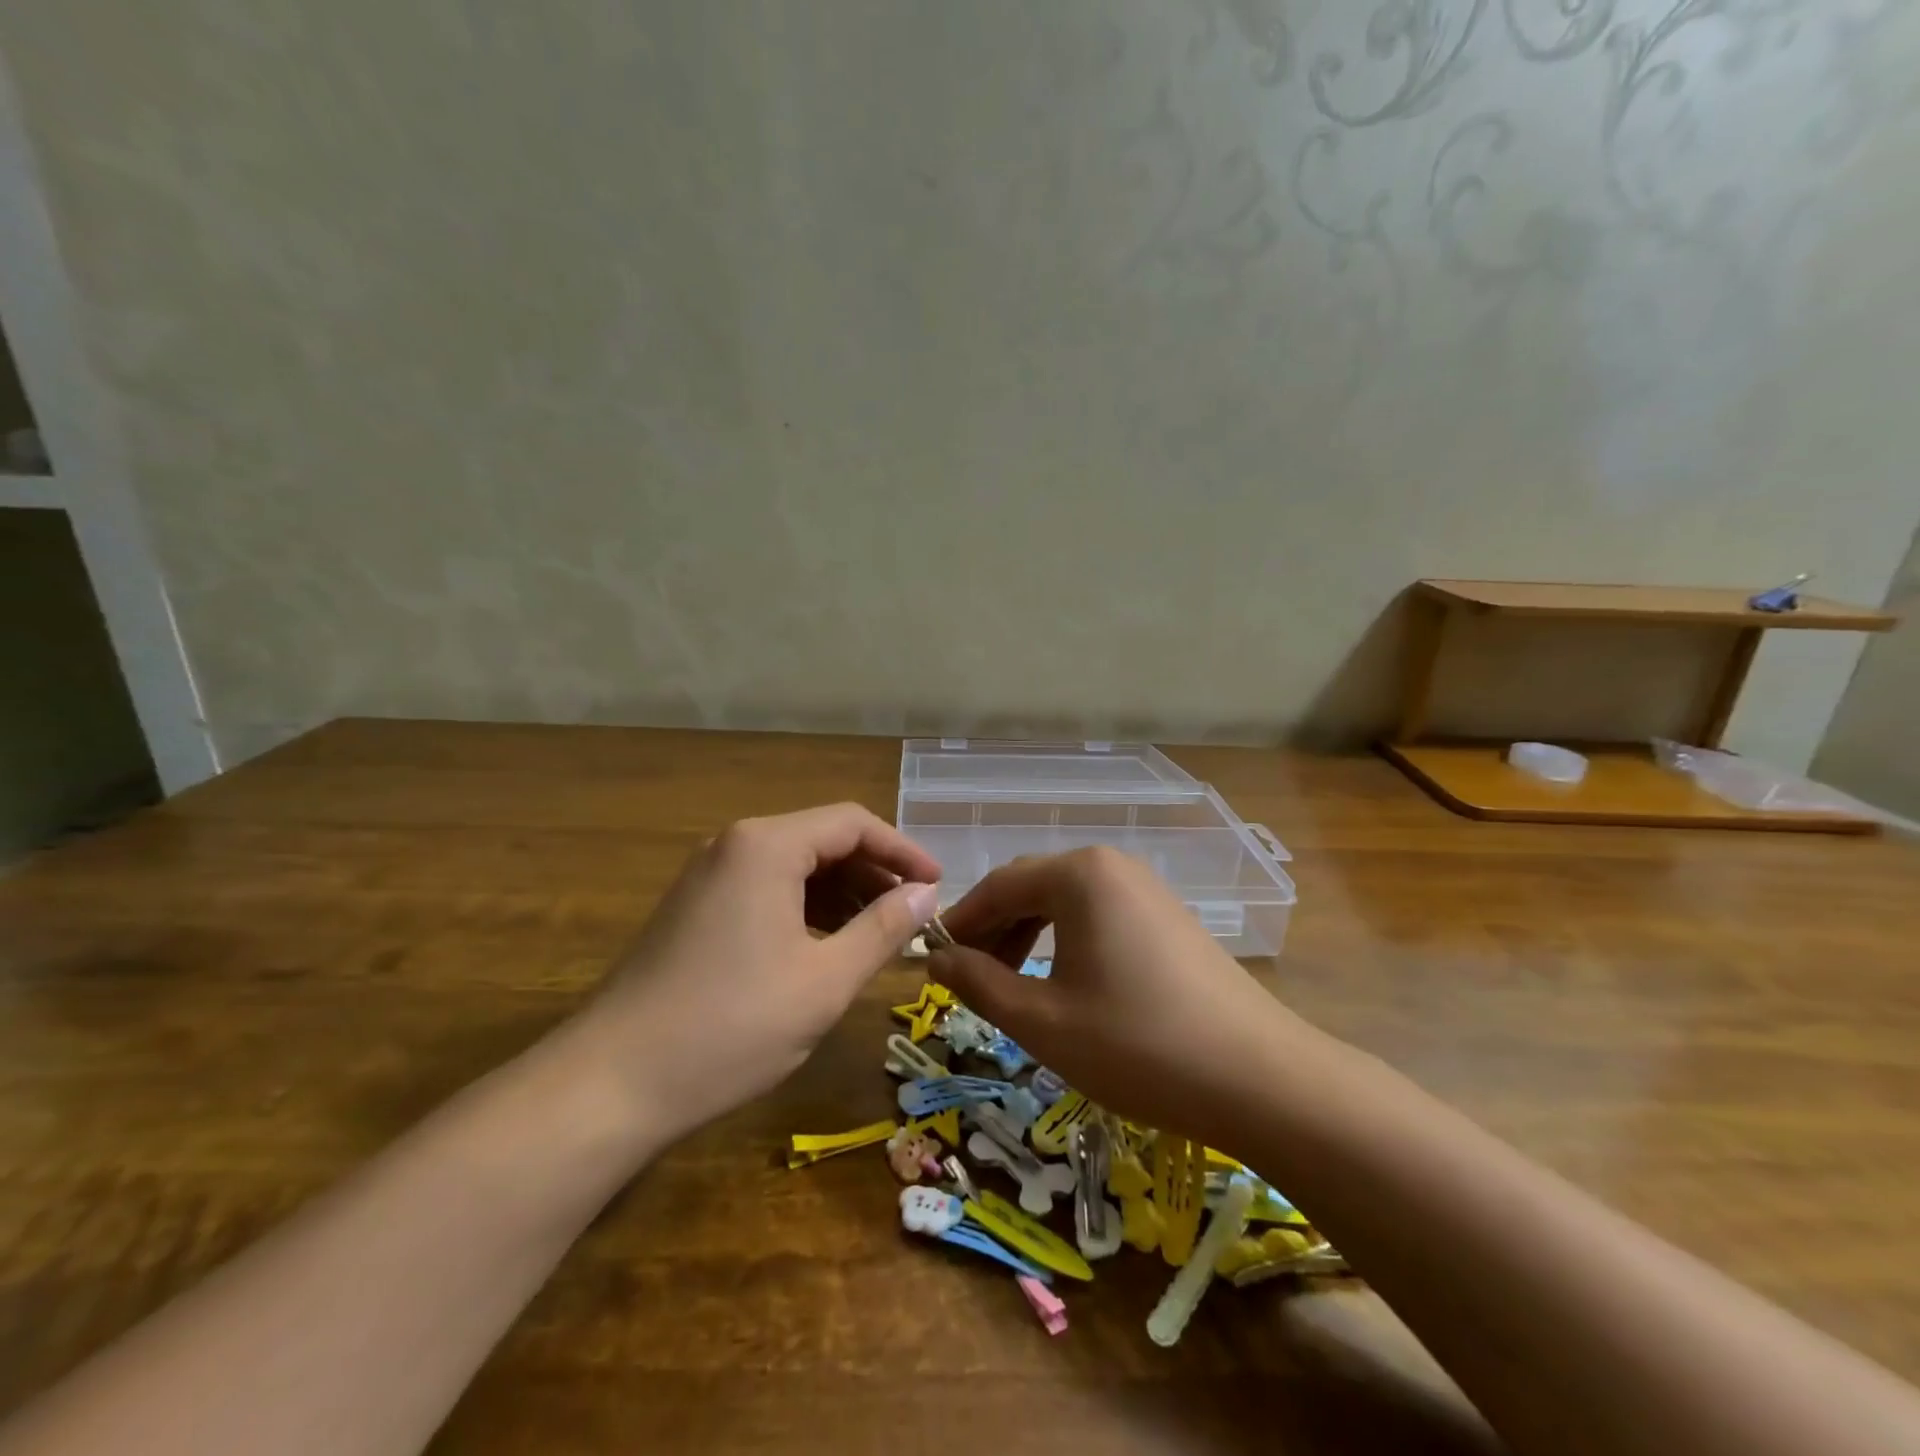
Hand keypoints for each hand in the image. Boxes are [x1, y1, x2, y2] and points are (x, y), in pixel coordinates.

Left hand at [565, 803, 941, 1147]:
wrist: (610, 1084)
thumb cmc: (730, 1026)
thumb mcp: (825, 981)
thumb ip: (882, 928)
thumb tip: (926, 894)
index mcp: (767, 845)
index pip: (852, 823)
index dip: (902, 851)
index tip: (938, 886)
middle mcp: (735, 844)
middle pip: (823, 839)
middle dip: (874, 873)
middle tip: (914, 914)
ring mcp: (709, 876)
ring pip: (795, 866)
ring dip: (843, 892)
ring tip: (880, 933)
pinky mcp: (695, 908)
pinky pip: (767, 889)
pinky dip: (806, 908)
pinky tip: (827, 945)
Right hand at [929, 847, 1302, 1145]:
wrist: (1260, 1079)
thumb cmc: (1137, 1044)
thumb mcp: (1042, 1021)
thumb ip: (978, 983)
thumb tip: (936, 959)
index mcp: (1079, 874)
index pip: (998, 885)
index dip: (960, 923)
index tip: (931, 960)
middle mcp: (1112, 866)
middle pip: (1032, 887)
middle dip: (993, 930)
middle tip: (967, 978)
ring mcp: (1147, 889)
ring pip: (1066, 903)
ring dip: (1027, 936)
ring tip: (1009, 985)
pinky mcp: (1169, 918)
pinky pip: (1099, 916)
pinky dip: (1066, 942)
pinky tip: (1062, 983)